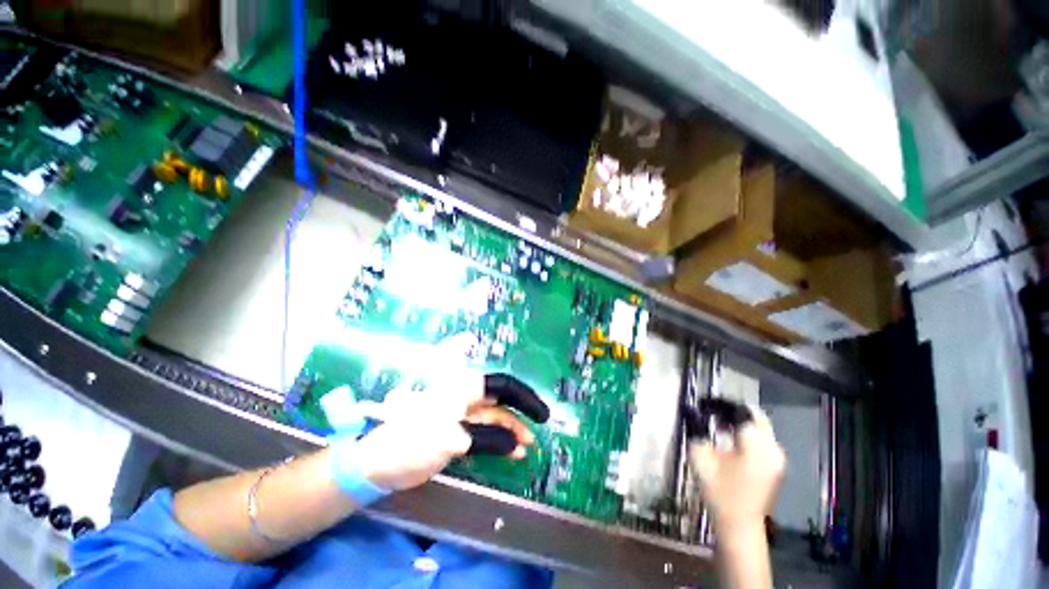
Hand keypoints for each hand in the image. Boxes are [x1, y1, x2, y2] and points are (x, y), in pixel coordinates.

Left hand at [340, 367, 539, 491]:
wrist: (380, 463)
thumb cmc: (415, 441)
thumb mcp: (454, 439)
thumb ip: (488, 439)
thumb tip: (516, 444)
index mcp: (465, 387)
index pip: (503, 385)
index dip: (525, 397)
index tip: (541, 415)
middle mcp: (467, 396)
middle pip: (501, 401)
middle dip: (520, 415)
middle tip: (539, 430)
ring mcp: (463, 415)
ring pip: (495, 419)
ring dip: (511, 431)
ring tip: (526, 448)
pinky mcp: (458, 432)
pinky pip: (486, 433)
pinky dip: (499, 442)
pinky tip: (512, 453)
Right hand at [689, 404, 785, 534]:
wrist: (740, 524)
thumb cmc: (718, 493)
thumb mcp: (700, 459)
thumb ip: (696, 430)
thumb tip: (690, 410)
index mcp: (754, 447)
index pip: (740, 411)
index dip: (720, 404)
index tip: (703, 405)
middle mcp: (772, 448)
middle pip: (755, 415)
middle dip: (732, 409)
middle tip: (711, 411)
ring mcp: (778, 456)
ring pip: (760, 424)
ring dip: (740, 419)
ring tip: (718, 423)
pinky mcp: (778, 463)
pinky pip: (764, 436)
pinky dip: (748, 430)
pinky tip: (731, 437)